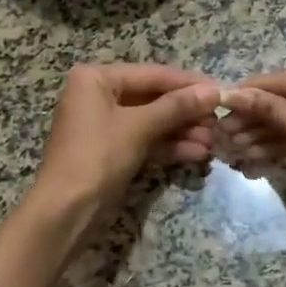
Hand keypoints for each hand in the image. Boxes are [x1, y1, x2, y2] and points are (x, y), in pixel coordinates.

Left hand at [30, 63, 220, 224]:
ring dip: (182, 131)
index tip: (220, 89)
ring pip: (152, 121)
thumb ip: (177, 107)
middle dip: (186, 112)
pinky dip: (169, 146)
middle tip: (219, 120)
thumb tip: (213, 91)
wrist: (65, 212)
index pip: (152, 75)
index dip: (187, 83)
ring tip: (214, 141)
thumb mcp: (138, 127)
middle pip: (153, 98)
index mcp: (96, 78)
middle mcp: (98, 95)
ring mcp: (104, 125)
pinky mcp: (111, 151)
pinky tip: (198, 154)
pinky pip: (145, 141)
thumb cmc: (97, 156)